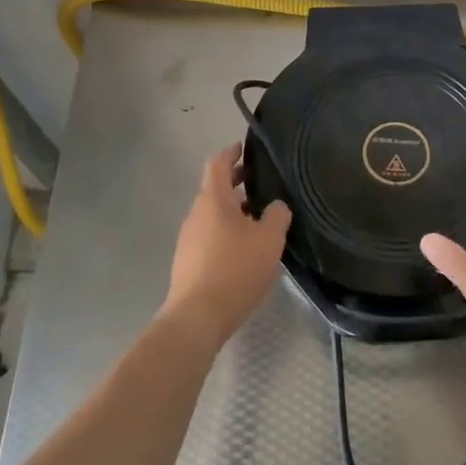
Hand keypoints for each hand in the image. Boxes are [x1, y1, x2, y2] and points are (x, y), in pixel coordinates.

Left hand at [162, 143, 291, 350]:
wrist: (197, 317)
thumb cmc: (235, 270)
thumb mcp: (269, 240)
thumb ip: (277, 216)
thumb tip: (276, 206)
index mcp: (213, 201)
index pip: (217, 164)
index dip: (231, 153)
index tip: (244, 147)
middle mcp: (196, 214)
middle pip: (214, 189)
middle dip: (236, 182)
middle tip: (260, 182)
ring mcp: (188, 238)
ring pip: (213, 214)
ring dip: (233, 210)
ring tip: (259, 218)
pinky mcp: (188, 261)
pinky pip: (209, 235)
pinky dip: (226, 230)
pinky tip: (245, 248)